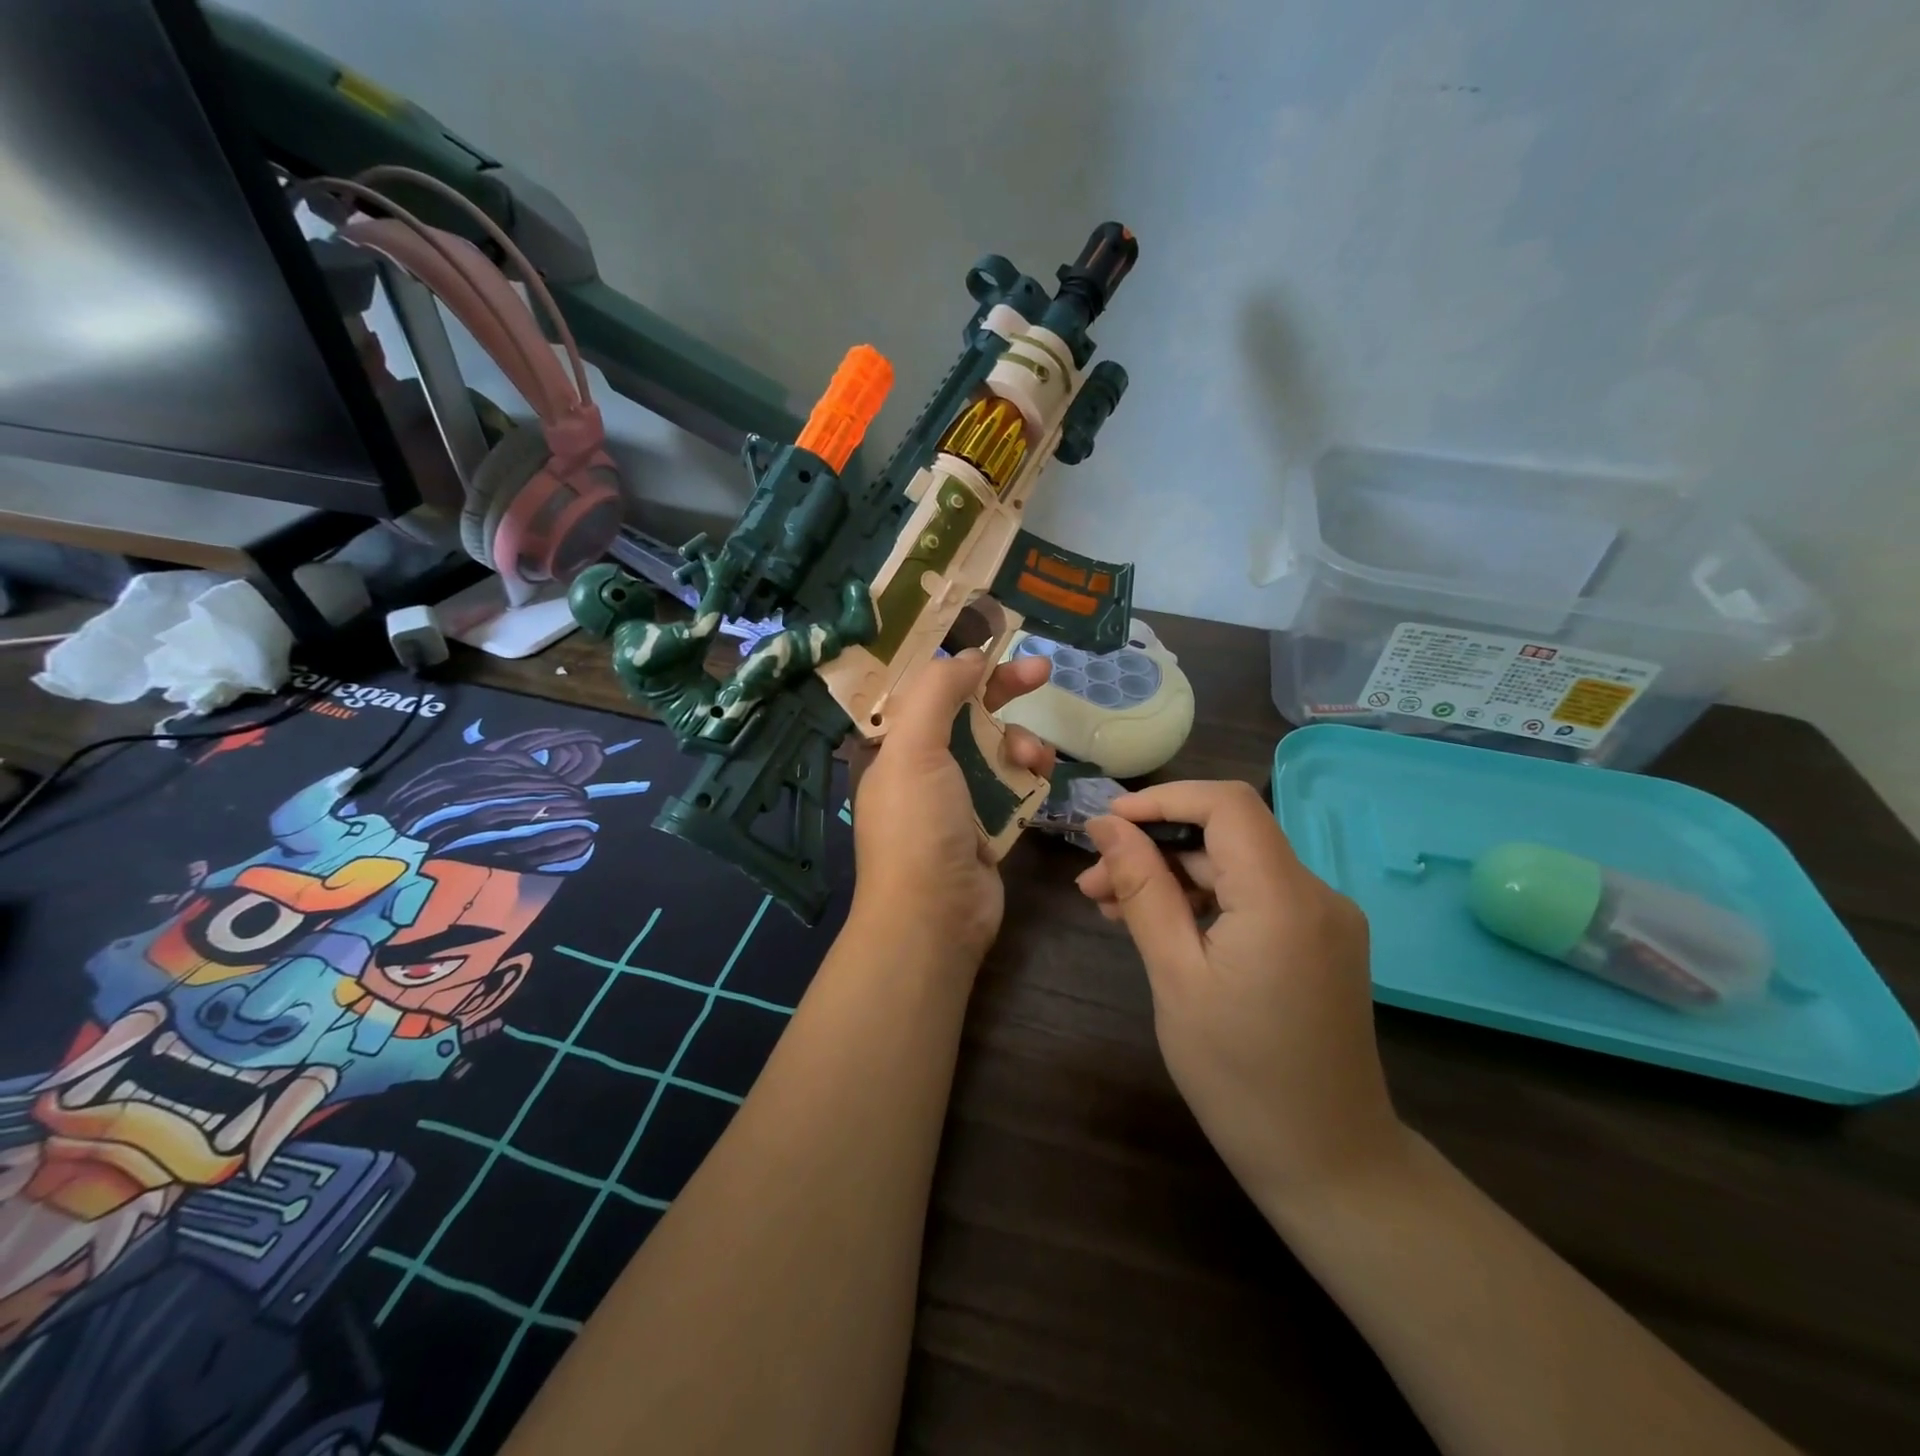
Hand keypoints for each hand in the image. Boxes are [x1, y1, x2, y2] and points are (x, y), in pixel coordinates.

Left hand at [848, 651, 1054, 967]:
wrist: (936, 916)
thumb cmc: (918, 826)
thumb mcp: (914, 748)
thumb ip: (938, 691)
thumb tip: (968, 655)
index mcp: (894, 747)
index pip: (925, 691)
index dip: (957, 664)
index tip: (994, 643)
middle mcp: (922, 767)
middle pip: (966, 713)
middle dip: (1003, 690)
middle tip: (1042, 670)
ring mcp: (956, 797)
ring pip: (997, 747)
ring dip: (1021, 741)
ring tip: (1033, 757)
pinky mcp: (987, 824)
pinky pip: (1013, 783)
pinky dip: (1029, 774)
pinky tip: (1042, 774)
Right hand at [1077, 780, 1406, 1211]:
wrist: (1329, 1165)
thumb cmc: (1239, 1076)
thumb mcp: (1175, 976)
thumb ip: (1143, 889)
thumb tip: (1106, 825)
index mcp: (1283, 897)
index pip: (1225, 805)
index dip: (1162, 799)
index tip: (1106, 823)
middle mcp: (1315, 893)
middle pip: (1226, 836)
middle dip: (1154, 847)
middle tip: (1092, 882)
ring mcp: (1324, 918)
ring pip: (1236, 866)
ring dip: (1173, 876)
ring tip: (1111, 907)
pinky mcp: (1320, 942)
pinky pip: (1255, 898)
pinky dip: (1205, 901)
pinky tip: (1160, 927)